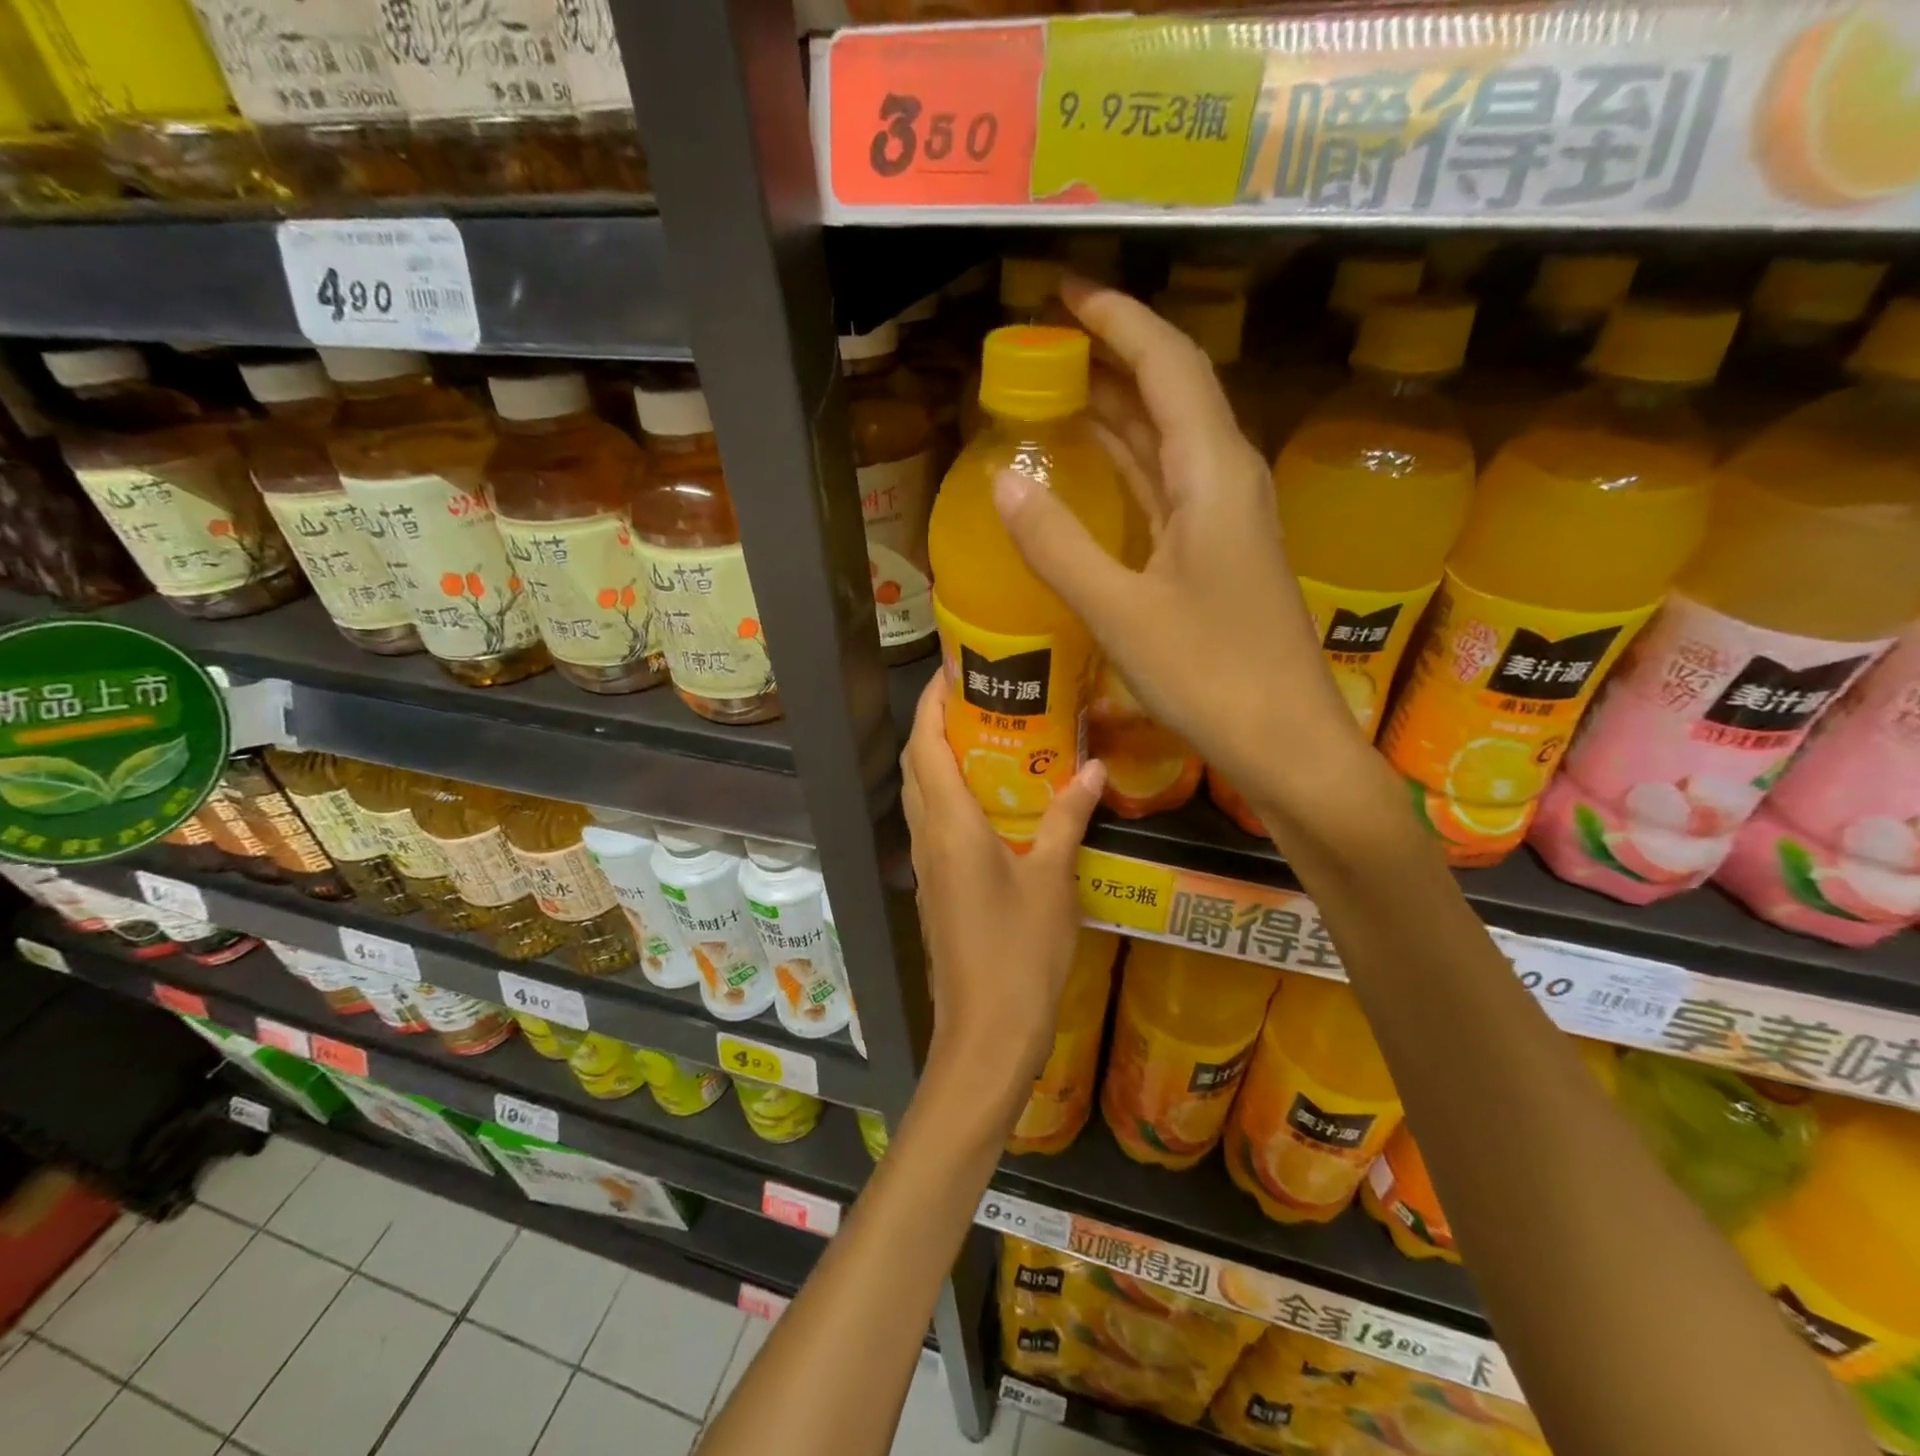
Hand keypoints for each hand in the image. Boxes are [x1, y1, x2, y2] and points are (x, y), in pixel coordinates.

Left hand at [900, 670, 1102, 1106]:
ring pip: (921, 793)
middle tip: (981, 697)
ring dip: (939, 758)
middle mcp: (927, 835)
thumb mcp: (1052, 880)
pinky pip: (932, 822)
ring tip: (986, 735)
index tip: (954, 667)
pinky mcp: (934, 886)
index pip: (926, 744)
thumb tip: (1093, 768)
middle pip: (916, 763)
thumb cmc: (1020, 952)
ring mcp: (926, 864)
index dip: (932, 701)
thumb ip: (1067, 819)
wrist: (986, 1031)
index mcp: (950, 824)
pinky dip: (948, 794)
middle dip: (936, 723)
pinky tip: (989, 799)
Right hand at [991, 277, 1386, 841]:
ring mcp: (1225, 520)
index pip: (1167, 364)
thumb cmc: (1211, 676)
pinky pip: (1165, 490)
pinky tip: (1092, 473)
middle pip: (1169, 393)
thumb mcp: (1120, 612)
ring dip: (1116, 414)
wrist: (1286, 742)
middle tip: (1044, 346)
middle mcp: (1226, 480)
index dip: (1116, 321)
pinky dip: (1126, 471)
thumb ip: (1059, 545)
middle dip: (1110, 358)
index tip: (1062, 294)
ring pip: (1167, 443)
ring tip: (1055, 395)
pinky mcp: (1218, 556)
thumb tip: (1005, 481)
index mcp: (1213, 473)